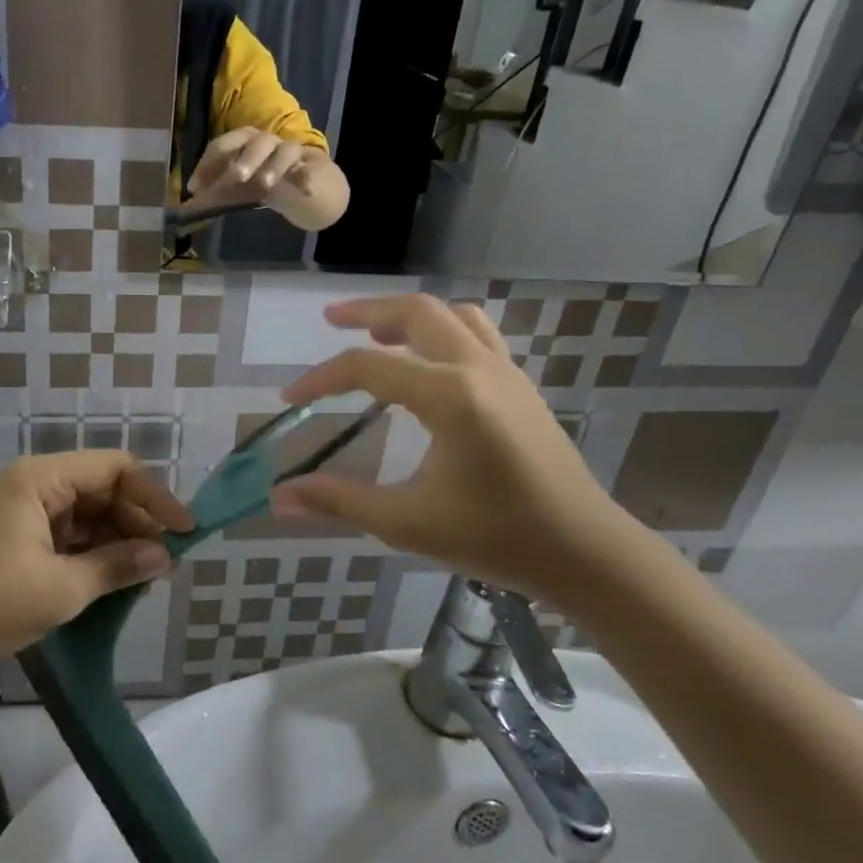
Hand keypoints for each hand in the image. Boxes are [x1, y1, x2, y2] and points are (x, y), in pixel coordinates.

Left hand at [0, 453, 192, 677]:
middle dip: (137, 522)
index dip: (155, 496)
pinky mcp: (17, 537)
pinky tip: (114, 578)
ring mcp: (23, 510)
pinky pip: (68, 534)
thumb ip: (117, 566)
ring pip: (87, 513)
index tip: (184, 531)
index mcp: (41, 479)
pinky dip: (93, 553)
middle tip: (167, 561)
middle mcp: (33, 484)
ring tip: (146, 574)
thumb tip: (164, 557)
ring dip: (118, 540)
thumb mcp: (62, 587)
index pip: (115, 468)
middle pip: (102, 489)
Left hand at [186, 128, 318, 210]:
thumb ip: (217, 191)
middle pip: (255, 141)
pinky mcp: (311, 168)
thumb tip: (191, 200)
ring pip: (284, 151)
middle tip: (236, 177)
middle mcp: (266, 143)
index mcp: (244, 144)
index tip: (195, 187)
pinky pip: (308, 171)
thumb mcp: (238, 187)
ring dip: (273, 166)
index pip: (223, 146)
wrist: (307, 184)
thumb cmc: (264, 180)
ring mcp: (290, 153)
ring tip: (266, 184)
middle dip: (244, 157)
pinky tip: (305, 191)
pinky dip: (306, 178)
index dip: (207, 164)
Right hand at [270, 295, 636, 603]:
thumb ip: (339, 501)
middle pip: (417, 312)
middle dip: (367, 311)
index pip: (368, 367)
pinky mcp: (520, 386)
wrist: (584, 552)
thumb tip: (279, 497)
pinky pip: (477, 335)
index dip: (321, 378)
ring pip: (453, 316)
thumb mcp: (407, 522)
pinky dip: (442, 331)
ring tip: (377, 333)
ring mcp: (506, 373)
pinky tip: (427, 362)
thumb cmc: (494, 538)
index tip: (289, 397)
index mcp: (450, 397)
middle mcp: (479, 370)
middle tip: (330, 319)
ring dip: (409, 316)